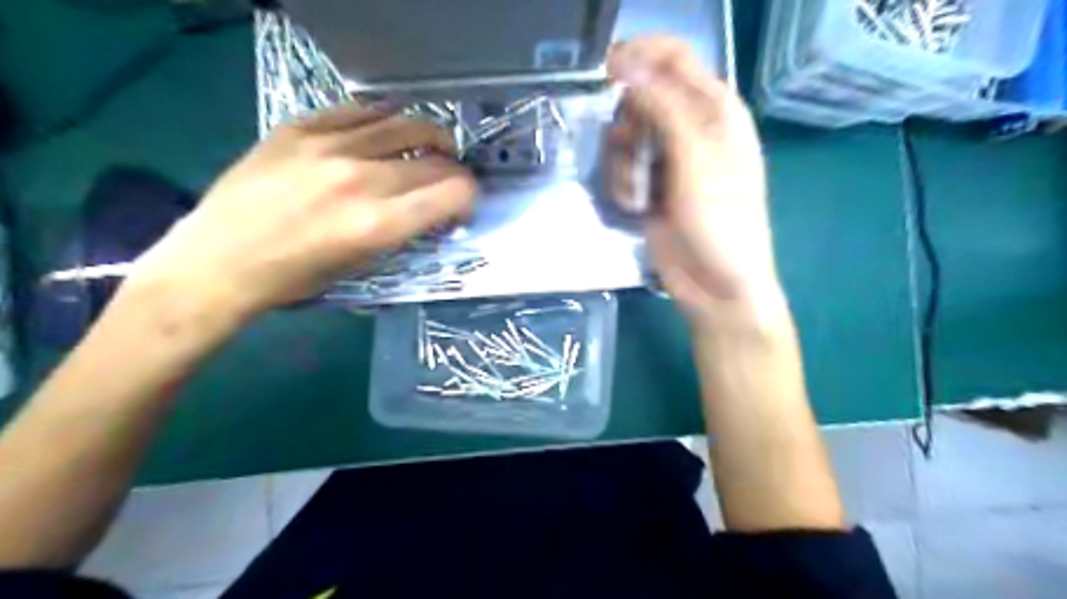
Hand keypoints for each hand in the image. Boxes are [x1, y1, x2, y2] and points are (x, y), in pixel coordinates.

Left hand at [125, 103, 474, 318]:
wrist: (218, 262)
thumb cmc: (295, 280)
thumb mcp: (363, 267)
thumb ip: (403, 232)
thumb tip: (432, 210)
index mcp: (377, 224)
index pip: (453, 192)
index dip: (470, 197)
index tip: (463, 205)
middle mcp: (360, 179)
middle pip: (435, 159)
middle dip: (454, 172)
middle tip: (449, 181)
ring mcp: (327, 146)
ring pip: (404, 122)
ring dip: (430, 136)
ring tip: (431, 145)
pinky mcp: (298, 128)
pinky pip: (358, 109)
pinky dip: (384, 118)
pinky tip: (387, 129)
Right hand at [607, 37, 781, 330]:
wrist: (716, 288)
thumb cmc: (720, 225)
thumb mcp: (697, 162)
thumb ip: (665, 109)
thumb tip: (629, 65)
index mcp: (716, 111)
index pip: (675, 58)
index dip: (639, 55)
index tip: (605, 72)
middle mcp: (692, 127)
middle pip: (642, 96)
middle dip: (628, 123)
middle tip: (630, 151)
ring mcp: (668, 159)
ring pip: (626, 134)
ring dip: (623, 161)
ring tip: (639, 193)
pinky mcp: (650, 186)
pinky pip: (622, 166)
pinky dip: (622, 184)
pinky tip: (636, 208)